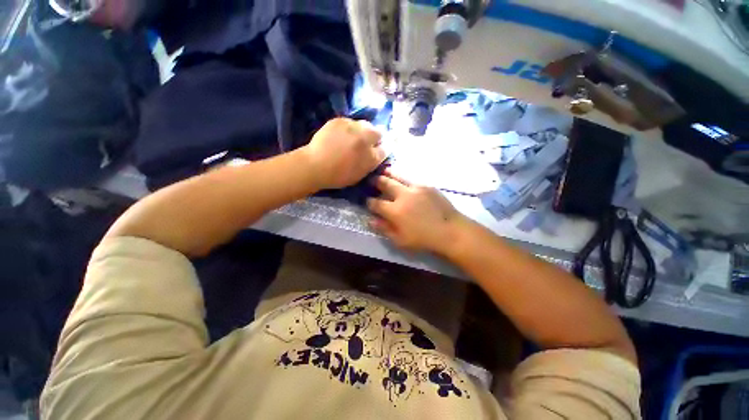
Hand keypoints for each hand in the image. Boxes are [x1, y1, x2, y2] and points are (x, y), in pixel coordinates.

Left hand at [303, 118, 385, 189]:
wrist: (315, 165)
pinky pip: (350, 122)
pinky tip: (342, 134)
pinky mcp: (340, 120)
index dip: (381, 149)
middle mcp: (365, 139)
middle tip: (366, 142)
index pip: (385, 149)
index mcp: (371, 156)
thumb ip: (370, 163)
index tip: (377, 150)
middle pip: (378, 132)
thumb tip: (375, 154)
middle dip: (375, 137)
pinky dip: (349, 127)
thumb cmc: (338, 176)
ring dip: (363, 130)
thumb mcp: (360, 174)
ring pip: (365, 124)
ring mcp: (352, 127)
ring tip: (354, 137)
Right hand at [367, 171, 467, 253]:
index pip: (376, 203)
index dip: (369, 202)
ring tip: (383, 171)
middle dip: (375, 181)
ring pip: (397, 176)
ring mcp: (415, 188)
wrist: (450, 230)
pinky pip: (411, 178)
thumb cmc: (423, 239)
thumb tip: (371, 220)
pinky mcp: (426, 185)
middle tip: (372, 180)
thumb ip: (384, 229)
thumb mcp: (400, 240)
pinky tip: (402, 178)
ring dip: (388, 173)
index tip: (367, 200)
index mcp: (394, 211)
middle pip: (385, 183)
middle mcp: (402, 195)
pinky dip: (403, 177)